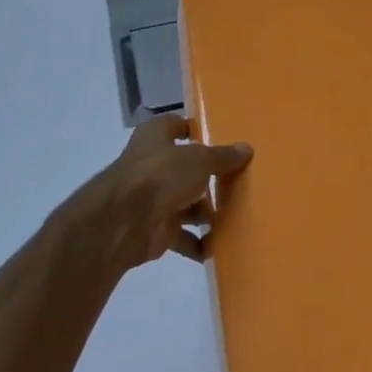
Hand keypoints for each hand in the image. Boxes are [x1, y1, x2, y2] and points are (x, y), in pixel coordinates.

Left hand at [88, 115, 252, 268]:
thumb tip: (247, 149)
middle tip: (240, 180)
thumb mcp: (198, 159)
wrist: (124, 223)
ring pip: (185, 203)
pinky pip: (183, 236)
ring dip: (206, 212)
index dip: (197, 130)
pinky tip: (221, 246)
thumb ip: (222, 156)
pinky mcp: (155, 229)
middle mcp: (152, 164)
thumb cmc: (160, 175)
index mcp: (155, 137)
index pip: (177, 126)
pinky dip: (199, 242)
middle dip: (209, 177)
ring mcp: (152, 198)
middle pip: (185, 167)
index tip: (223, 139)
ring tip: (239, 214)